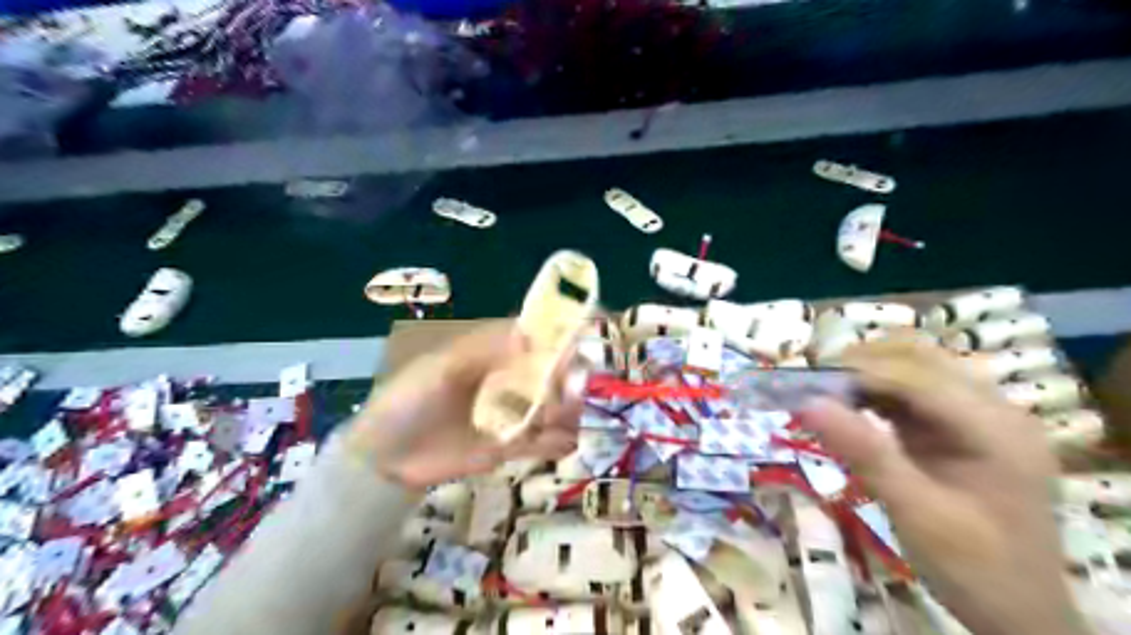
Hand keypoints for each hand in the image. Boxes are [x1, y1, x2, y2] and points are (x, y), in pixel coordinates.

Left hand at [344, 323, 582, 489]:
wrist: (385, 456)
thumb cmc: (408, 400)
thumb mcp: (440, 368)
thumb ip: (483, 351)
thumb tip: (529, 335)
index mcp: (488, 356)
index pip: (530, 340)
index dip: (554, 339)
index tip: (578, 343)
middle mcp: (504, 381)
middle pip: (546, 375)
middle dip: (566, 379)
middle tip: (575, 389)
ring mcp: (508, 415)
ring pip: (548, 408)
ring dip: (567, 411)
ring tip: (575, 417)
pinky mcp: (507, 446)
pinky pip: (538, 442)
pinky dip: (556, 442)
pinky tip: (568, 442)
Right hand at [793, 339, 1075, 634]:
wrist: (1018, 612)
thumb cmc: (973, 568)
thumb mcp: (914, 513)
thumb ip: (864, 453)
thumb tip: (808, 404)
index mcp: (996, 429)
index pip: (919, 377)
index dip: (861, 372)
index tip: (808, 382)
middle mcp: (994, 410)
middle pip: (920, 358)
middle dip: (863, 364)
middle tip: (815, 386)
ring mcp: (980, 417)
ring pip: (915, 368)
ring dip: (868, 374)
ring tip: (826, 393)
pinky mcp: (961, 428)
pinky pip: (913, 392)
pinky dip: (876, 394)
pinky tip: (850, 408)